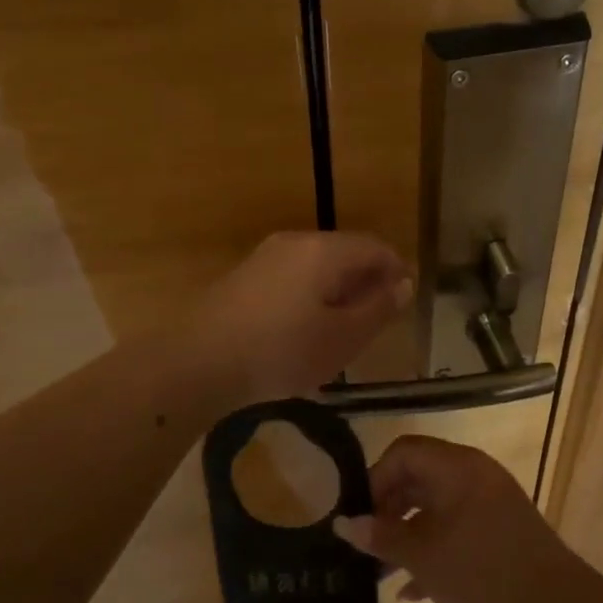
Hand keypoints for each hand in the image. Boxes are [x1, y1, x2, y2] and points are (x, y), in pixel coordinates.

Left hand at [189, 232, 410, 406]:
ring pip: (317, 265)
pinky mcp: (244, 276)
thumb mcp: (343, 338)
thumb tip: (403, 284)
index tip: (404, 302)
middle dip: (366, 281)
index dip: (396, 270)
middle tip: (376, 320)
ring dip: (337, 290)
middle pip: (344, 252)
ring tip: (342, 329)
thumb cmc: (282, 350)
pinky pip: (292, 277)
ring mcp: (265, 256)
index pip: (375, 247)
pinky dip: (310, 295)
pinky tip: (304, 330)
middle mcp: (295, 242)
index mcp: (324, 250)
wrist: (198, 360)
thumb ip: (377, 309)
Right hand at [333, 435, 584, 602]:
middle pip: (418, 478)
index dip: (374, 481)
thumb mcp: (423, 557)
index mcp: (455, 467)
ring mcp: (491, 501)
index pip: (403, 453)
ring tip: (383, 573)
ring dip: (408, 535)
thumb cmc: (482, 572)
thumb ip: (381, 537)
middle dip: (388, 511)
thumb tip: (343, 523)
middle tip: (367, 545)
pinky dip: (435, 547)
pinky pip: (458, 526)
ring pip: (437, 507)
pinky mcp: (502, 529)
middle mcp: (474, 474)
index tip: (360, 517)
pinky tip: (415, 590)